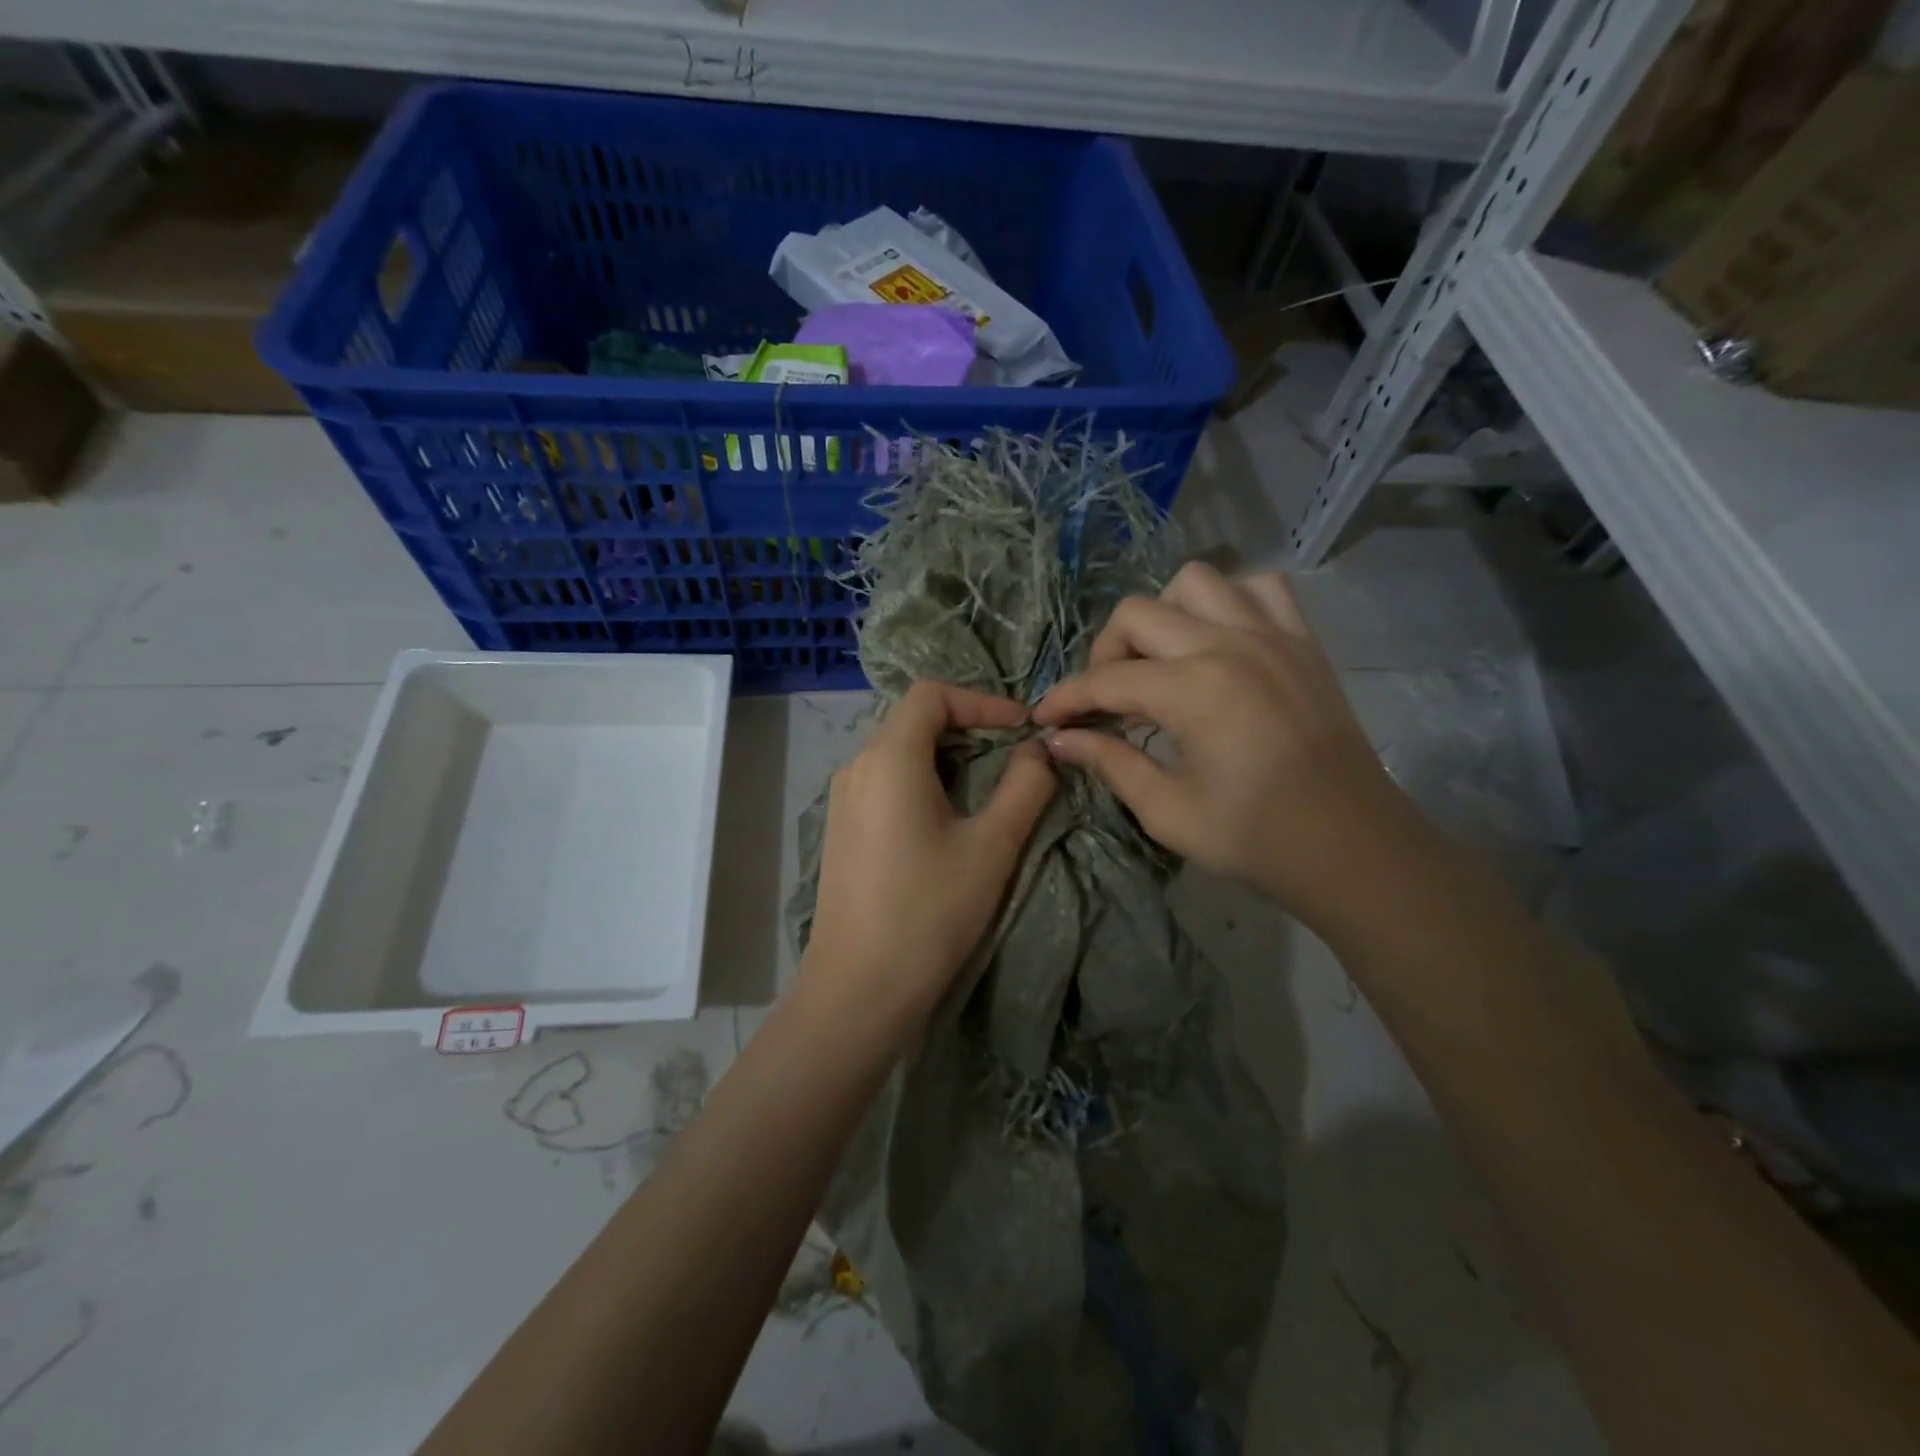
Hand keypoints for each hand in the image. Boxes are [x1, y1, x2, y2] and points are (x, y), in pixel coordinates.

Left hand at [803, 682, 1056, 1042]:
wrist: (859, 988)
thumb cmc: (930, 911)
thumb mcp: (992, 846)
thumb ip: (1024, 786)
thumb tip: (1038, 750)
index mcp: (889, 757)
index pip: (931, 694)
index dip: (981, 700)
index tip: (1021, 728)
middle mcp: (857, 766)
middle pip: (913, 719)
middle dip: (967, 726)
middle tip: (1012, 754)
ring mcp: (843, 798)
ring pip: (899, 751)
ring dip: (946, 755)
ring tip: (987, 786)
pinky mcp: (841, 828)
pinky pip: (885, 781)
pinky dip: (922, 779)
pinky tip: (947, 818)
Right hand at [1034, 562, 1429, 937]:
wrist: (1350, 845)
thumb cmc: (1254, 837)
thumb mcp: (1166, 810)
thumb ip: (1108, 764)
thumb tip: (1058, 740)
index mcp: (1192, 690)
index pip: (1105, 680)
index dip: (1066, 699)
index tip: (1045, 719)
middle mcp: (1227, 644)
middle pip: (1138, 613)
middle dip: (1106, 653)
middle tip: (1108, 699)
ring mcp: (1271, 634)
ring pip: (1196, 582)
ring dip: (1165, 614)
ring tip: (1163, 660)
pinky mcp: (1303, 640)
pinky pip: (1260, 587)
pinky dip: (1229, 602)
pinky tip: (1221, 641)